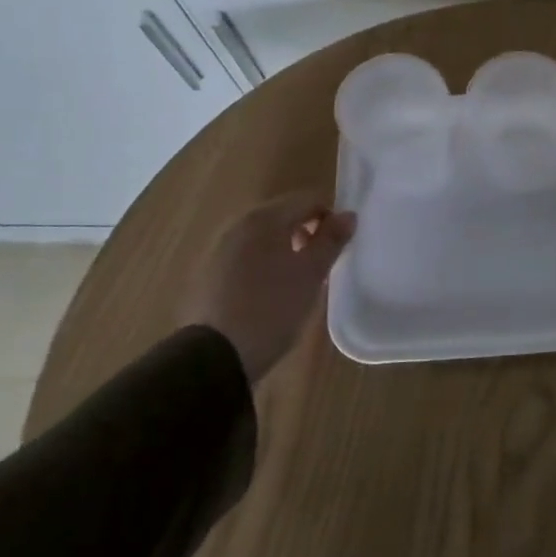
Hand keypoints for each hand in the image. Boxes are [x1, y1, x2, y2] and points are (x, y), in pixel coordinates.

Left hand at [181, 192, 356, 389]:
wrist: (215, 357)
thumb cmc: (272, 308)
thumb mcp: (312, 274)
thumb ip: (331, 240)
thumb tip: (348, 215)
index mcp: (264, 218)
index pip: (308, 200)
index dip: (330, 217)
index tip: (339, 246)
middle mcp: (237, 225)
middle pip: (283, 215)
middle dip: (307, 233)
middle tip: (321, 265)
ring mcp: (218, 249)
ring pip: (263, 238)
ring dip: (285, 249)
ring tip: (297, 282)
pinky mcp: (207, 274)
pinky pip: (245, 257)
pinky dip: (263, 265)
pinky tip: (269, 294)